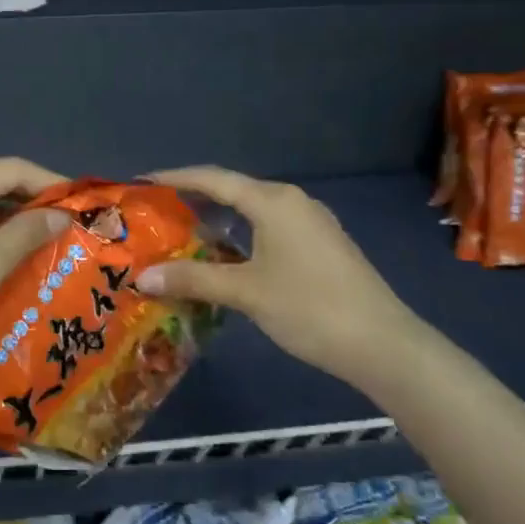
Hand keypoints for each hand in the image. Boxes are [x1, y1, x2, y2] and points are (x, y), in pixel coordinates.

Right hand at [133, 166, 432, 393]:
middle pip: (233, 190)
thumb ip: (192, 279)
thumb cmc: (310, 308)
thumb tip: (141, 277)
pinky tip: (224, 256)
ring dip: (217, 219)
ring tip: (181, 232)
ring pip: (252, 211)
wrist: (383, 345)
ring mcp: (311, 224)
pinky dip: (239, 235)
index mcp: (273, 201)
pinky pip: (269, 228)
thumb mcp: (245, 292)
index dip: (175, 178)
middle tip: (155, 211)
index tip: (141, 183)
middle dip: (193, 199)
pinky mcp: (320, 246)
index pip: (213, 179)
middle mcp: (292, 202)